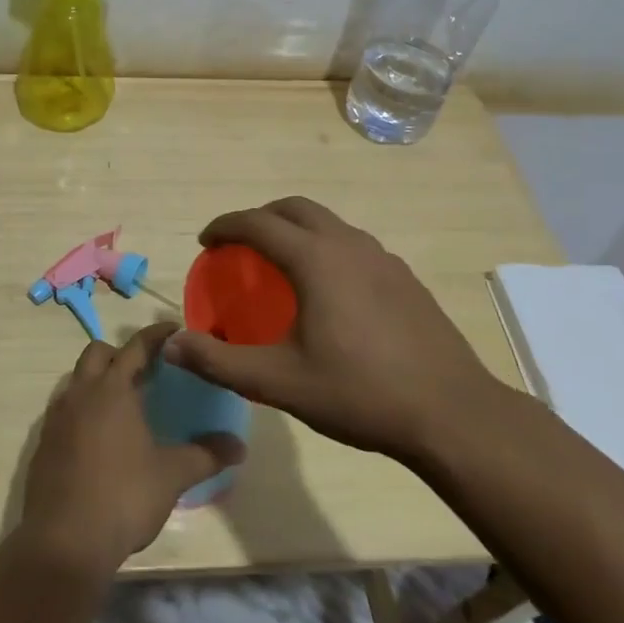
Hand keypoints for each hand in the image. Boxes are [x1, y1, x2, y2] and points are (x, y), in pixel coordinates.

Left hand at [18, 321, 245, 577]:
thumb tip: (239, 445)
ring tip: (122, 403)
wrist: (64, 542)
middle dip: (120, 353)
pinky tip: (98, 438)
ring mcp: (57, 418)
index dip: (156, 335)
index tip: (174, 329)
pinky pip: (64, 410)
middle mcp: (81, 393)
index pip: (136, 347)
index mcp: (112, 390)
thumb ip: (206, 455)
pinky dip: (82, 410)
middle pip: (97, 353)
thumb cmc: (123, 498)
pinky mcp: (43, 444)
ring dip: (98, 380)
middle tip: (145, 371)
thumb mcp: (171, 476)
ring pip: (77, 380)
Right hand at [163, 197, 504, 462]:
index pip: (258, 223)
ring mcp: (383, 258)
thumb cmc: (360, 393)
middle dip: (261, 217)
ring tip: (281, 265)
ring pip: (329, 224)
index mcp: (316, 260)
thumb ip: (220, 361)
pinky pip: (353, 245)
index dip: (225, 226)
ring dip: (297, 230)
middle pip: (295, 209)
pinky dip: (326, 249)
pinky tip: (329, 292)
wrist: (452, 414)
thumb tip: (171, 345)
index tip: (206, 242)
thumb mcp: (280, 382)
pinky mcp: (405, 278)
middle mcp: (349, 245)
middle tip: (240, 246)